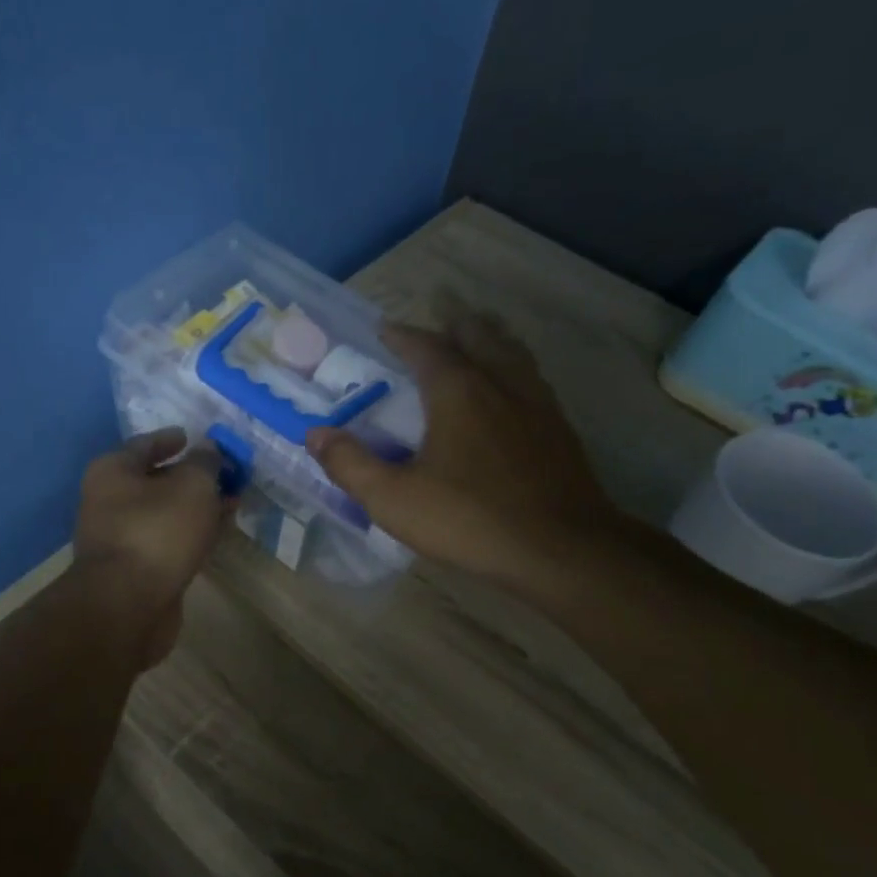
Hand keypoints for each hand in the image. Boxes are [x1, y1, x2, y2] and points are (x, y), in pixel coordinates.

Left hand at [71, 428, 234, 668]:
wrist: (128, 606)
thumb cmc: (157, 532)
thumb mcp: (192, 486)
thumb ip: (205, 463)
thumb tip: (209, 449)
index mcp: (112, 472)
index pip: (145, 444)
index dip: (172, 439)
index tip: (195, 438)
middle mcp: (108, 501)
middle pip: (155, 480)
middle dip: (191, 477)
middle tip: (225, 474)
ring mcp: (120, 539)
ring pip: (164, 514)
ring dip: (195, 508)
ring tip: (231, 503)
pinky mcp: (135, 570)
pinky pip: (167, 541)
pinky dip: (190, 534)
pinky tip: (216, 534)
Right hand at [306, 313, 619, 589]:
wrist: (560, 550)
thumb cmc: (469, 519)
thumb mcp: (393, 499)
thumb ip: (350, 464)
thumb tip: (315, 434)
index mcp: (458, 391)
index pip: (427, 348)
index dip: (403, 336)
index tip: (386, 329)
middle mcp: (501, 384)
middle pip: (479, 336)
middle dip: (453, 326)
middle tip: (434, 328)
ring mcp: (538, 405)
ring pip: (513, 353)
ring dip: (489, 341)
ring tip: (476, 343)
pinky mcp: (561, 431)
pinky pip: (533, 381)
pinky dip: (513, 371)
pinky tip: (511, 395)